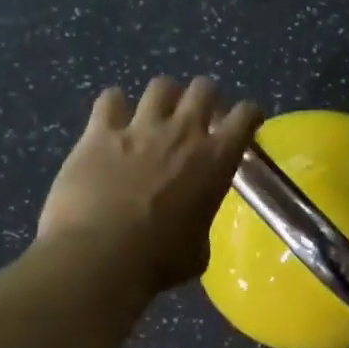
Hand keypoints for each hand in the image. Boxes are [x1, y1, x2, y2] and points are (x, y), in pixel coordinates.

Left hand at [36, 77, 262, 294]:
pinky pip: (110, 99)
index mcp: (216, 159)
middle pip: (204, 88)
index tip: (246, 122)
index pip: (245, 115)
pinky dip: (114, 105)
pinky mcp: (99, 133)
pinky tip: (112, 119)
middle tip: (200, 115)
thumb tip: (192, 229)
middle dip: (206, 97)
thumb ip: (200, 225)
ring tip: (157, 112)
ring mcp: (140, 128)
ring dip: (164, 96)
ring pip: (161, 85)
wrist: (99, 258)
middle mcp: (184, 133)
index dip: (249, 114)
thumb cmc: (159, 261)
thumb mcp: (198, 250)